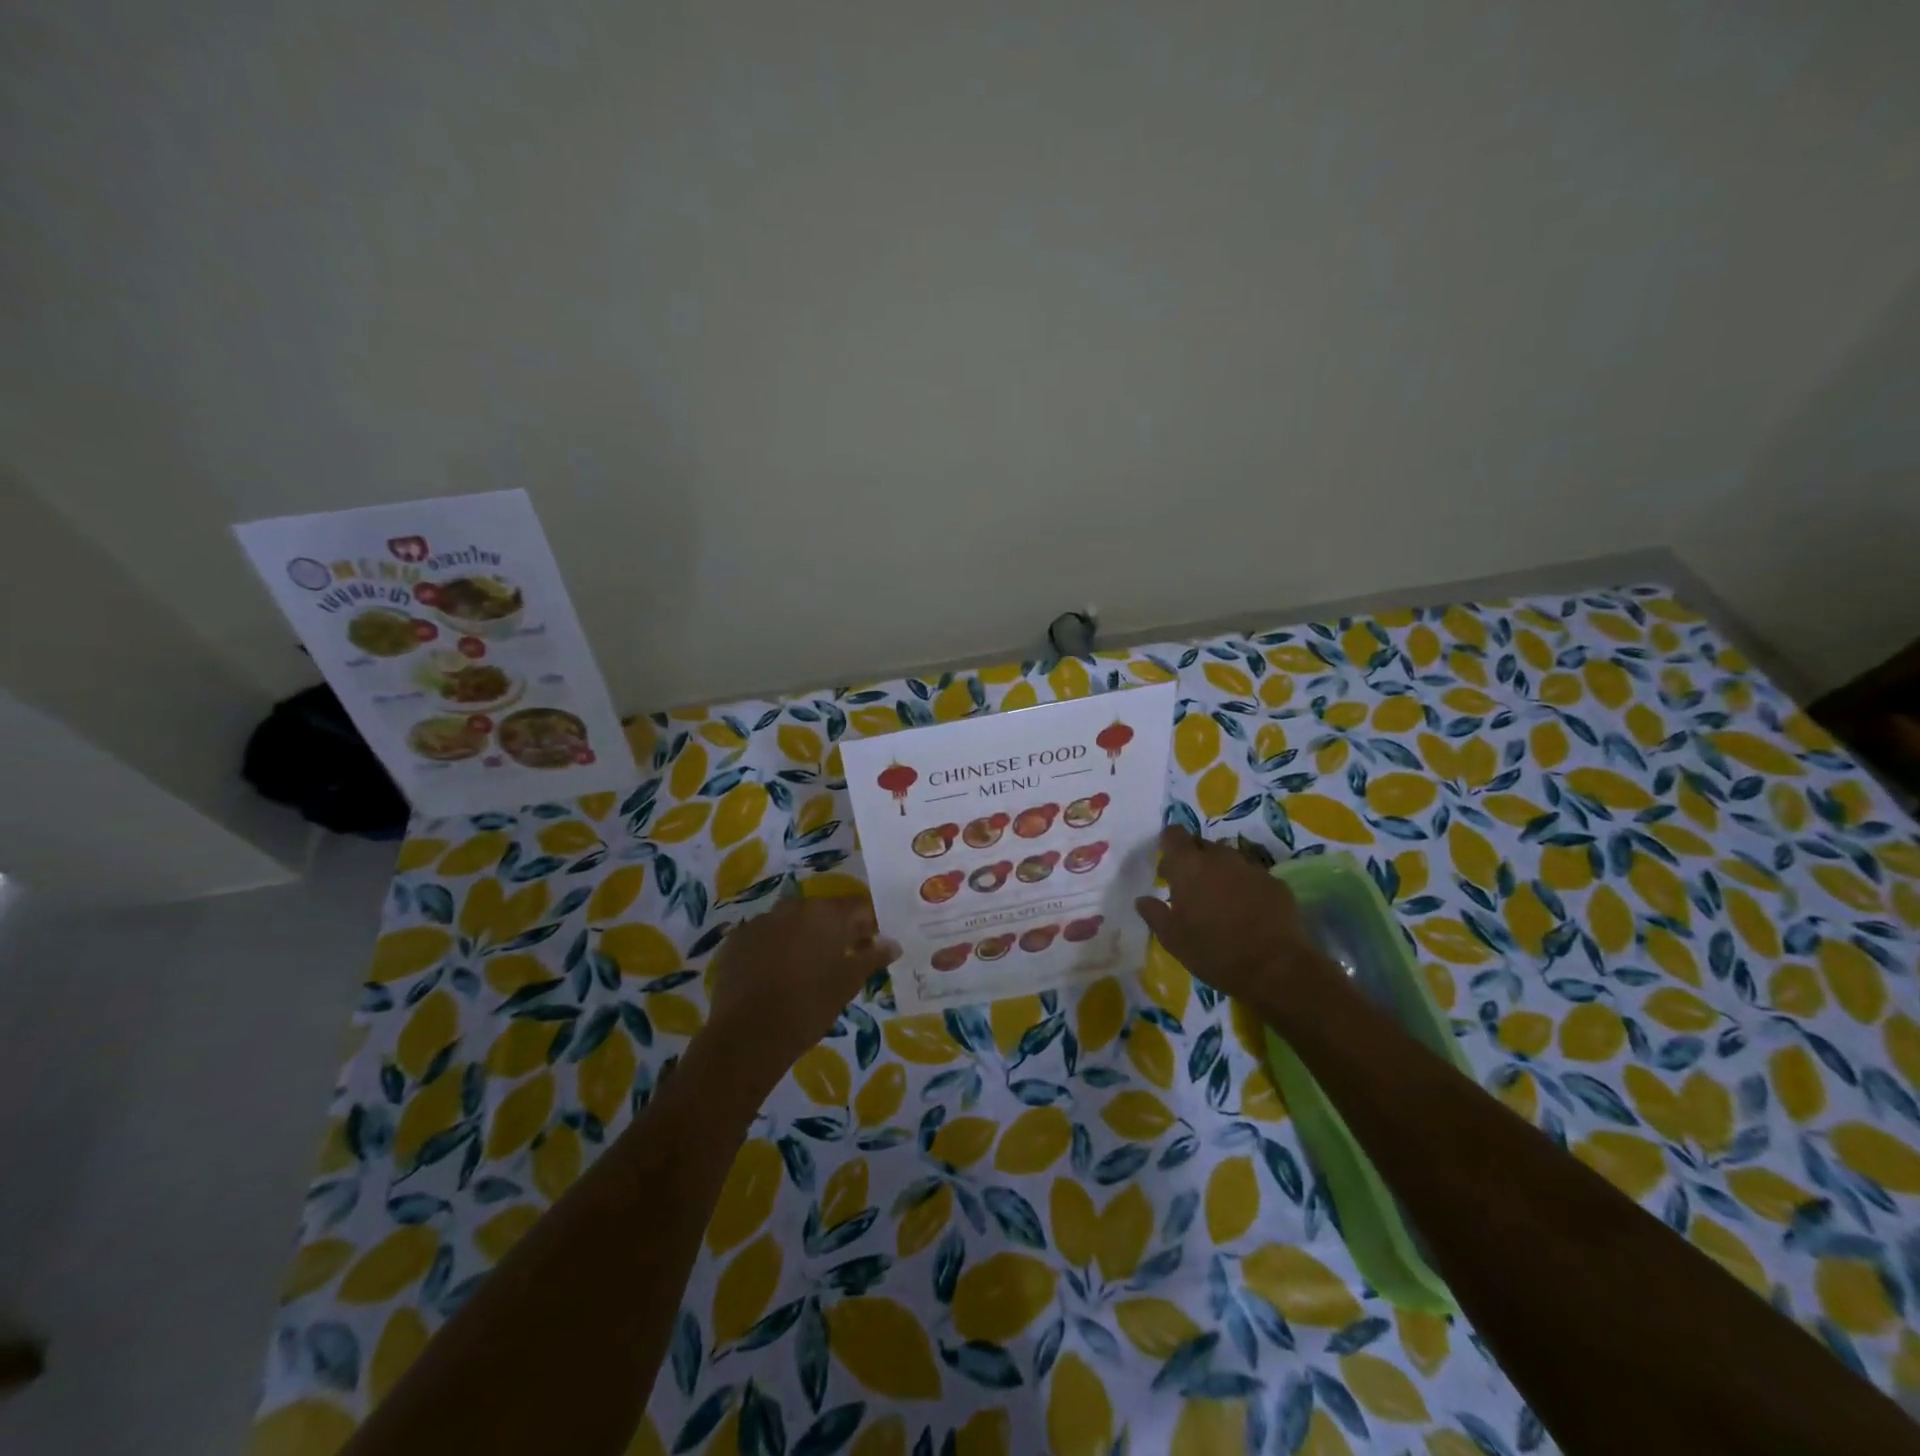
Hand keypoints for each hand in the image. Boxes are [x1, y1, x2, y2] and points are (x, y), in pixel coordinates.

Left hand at [699, 894, 899, 1097]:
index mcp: (826, 914)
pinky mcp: (737, 940)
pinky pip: (765, 935)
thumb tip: (894, 944)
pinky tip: (775, 972)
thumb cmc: (809, 1006)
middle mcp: (793, 908)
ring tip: (807, 966)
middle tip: (843, 957)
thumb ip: (873, 957)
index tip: (872, 944)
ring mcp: (761, 921)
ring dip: (803, 935)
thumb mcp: (848, 983)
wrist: (749, 1034)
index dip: (869, 924)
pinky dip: (774, 946)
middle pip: (823, 911)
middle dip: (836, 929)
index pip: (858, 907)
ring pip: (792, 921)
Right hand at [1134, 828, 1325, 1005]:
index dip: (1169, 845)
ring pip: (1229, 860)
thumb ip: (1154, 913)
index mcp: (1189, 866)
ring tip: (1221, 902)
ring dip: (1221, 873)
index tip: (1167, 868)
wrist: (1275, 968)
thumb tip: (1143, 899)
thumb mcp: (1172, 939)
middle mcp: (1220, 858)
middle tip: (1191, 889)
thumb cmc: (1213, 952)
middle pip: (1202, 845)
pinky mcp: (1276, 883)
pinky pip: (1253, 876)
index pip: (1174, 834)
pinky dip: (1246, 887)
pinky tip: (1248, 912)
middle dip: (1194, 860)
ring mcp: (1251, 868)